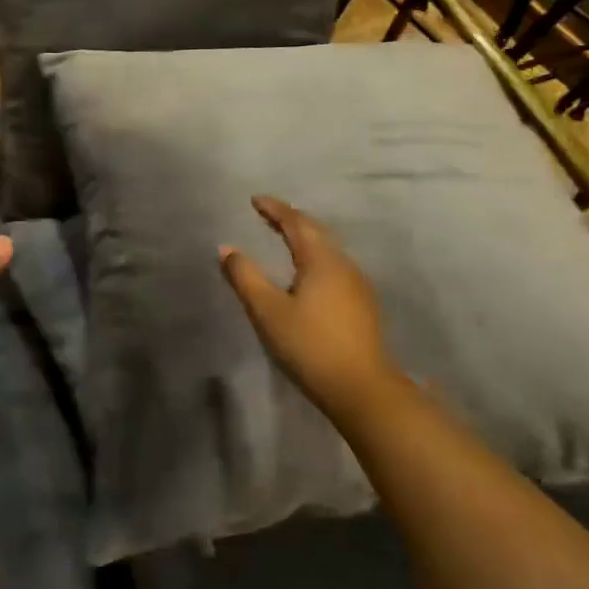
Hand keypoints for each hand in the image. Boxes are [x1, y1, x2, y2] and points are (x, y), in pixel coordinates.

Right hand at [219, 195, 404, 423]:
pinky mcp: (362, 305)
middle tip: (267, 215)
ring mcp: (357, 286)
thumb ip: (245, 277)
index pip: (296, 223)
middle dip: (291, 220)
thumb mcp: (268, 311)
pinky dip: (314, 258)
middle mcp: (343, 265)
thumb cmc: (309, 345)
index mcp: (322, 261)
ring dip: (304, 239)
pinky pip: (334, 267)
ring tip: (284, 239)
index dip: (275, 209)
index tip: (255, 200)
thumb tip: (226, 248)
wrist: (361, 388)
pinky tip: (306, 274)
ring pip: (328, 250)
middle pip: (316, 232)